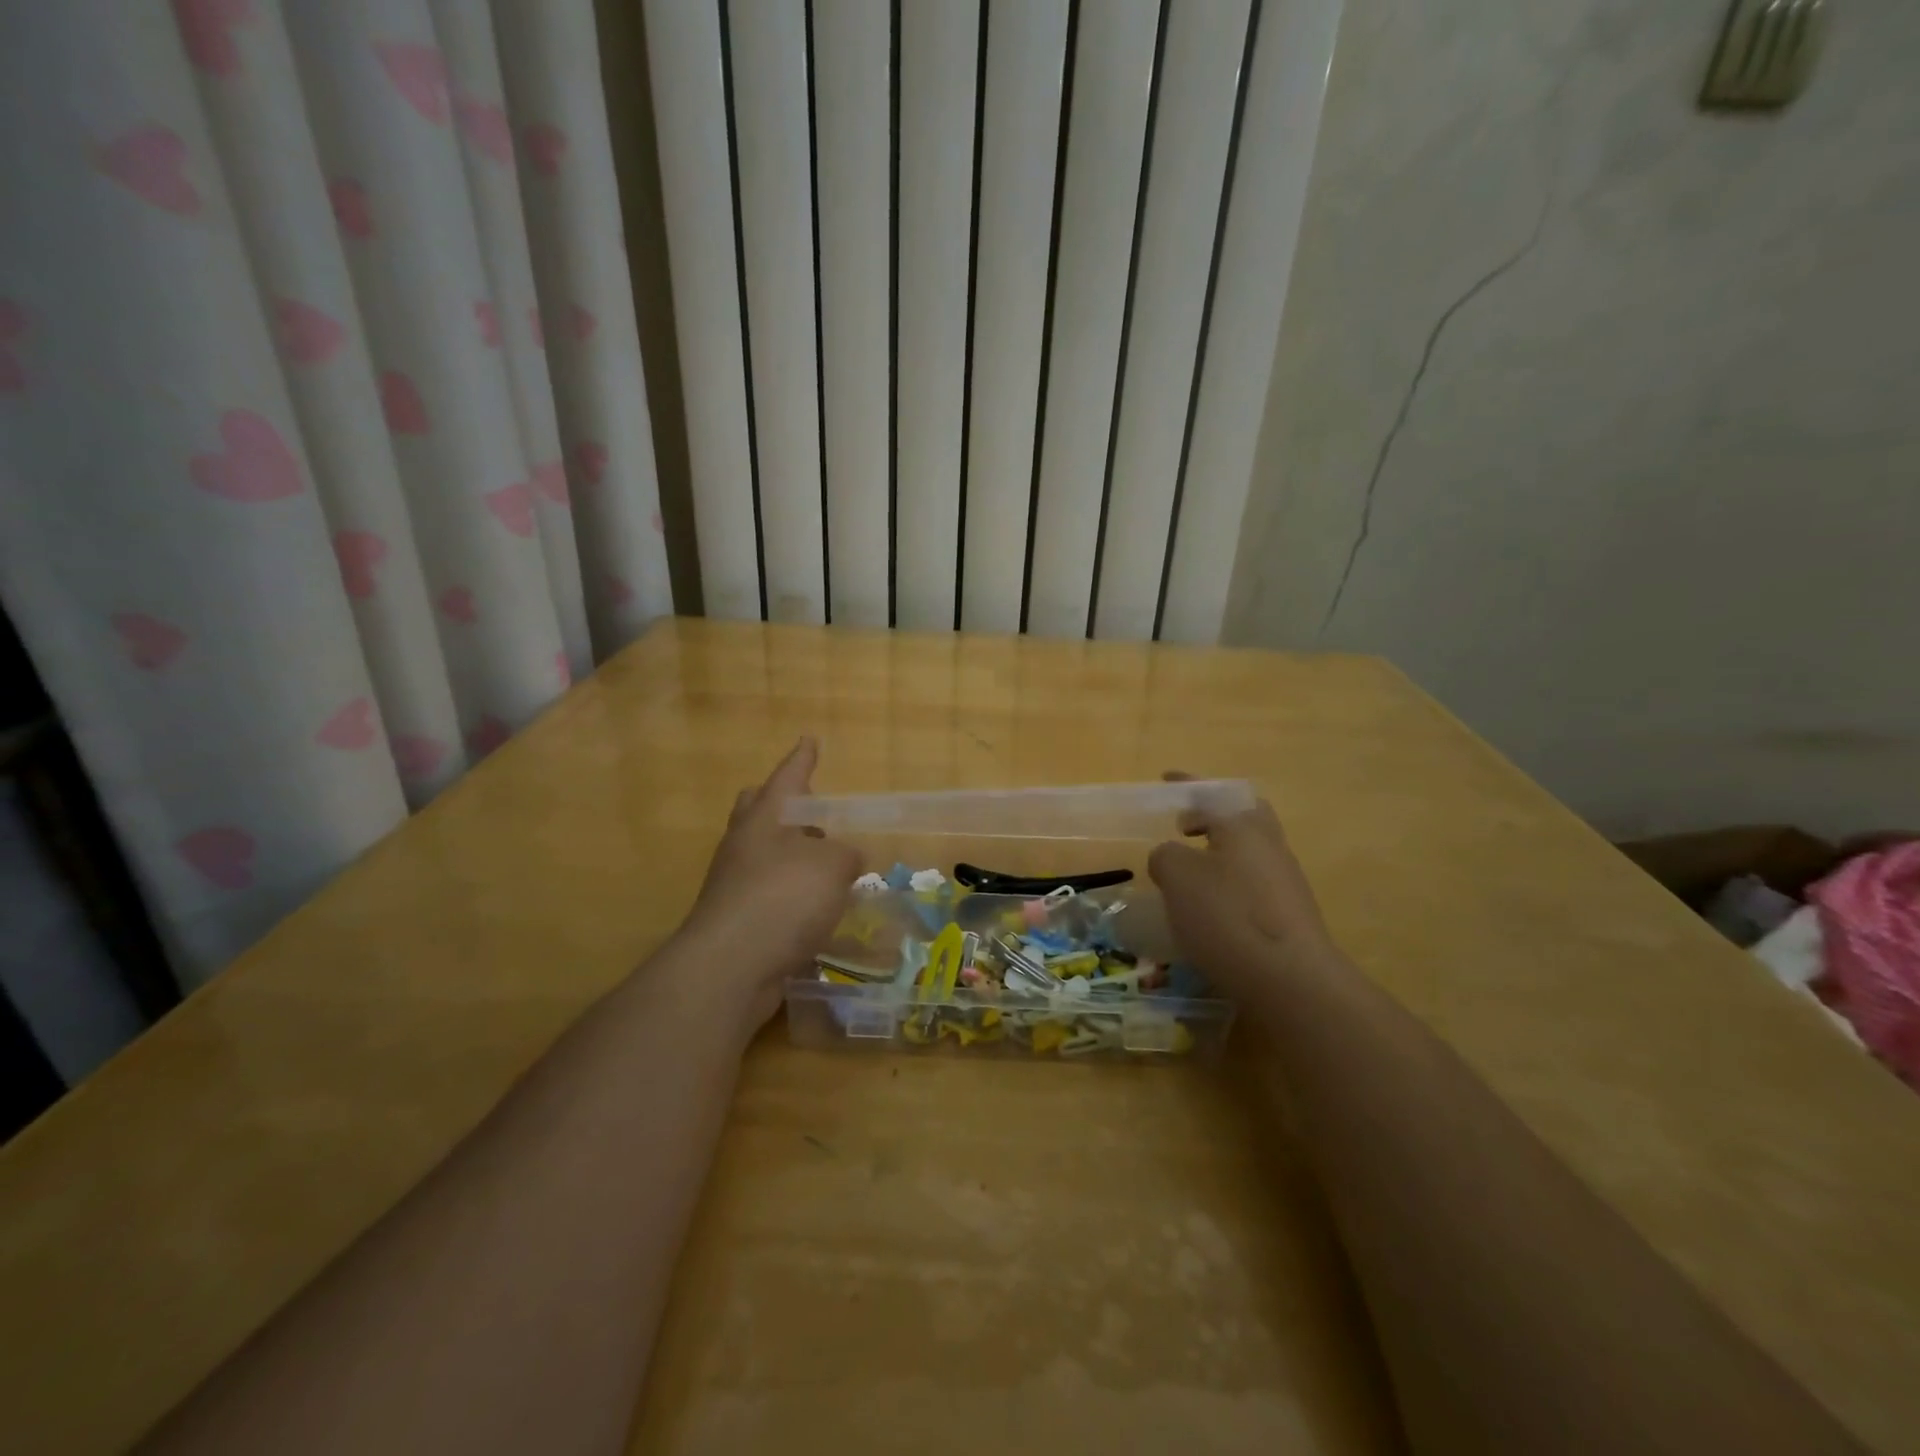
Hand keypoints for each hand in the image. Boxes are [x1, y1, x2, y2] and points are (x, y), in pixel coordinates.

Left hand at [676, 737, 862, 1023]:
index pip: (788, 777)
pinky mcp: (735, 919)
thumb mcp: (832, 867)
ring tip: (827, 864)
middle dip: (783, 805)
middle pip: (759, 810)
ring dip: (791, 853)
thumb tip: (847, 858)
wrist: (730, 967)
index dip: (802, 759)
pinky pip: (767, 892)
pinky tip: (814, 908)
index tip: (809, 740)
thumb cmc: (783, 898)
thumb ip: (846, 855)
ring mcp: (733, 882)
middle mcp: (744, 844)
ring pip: (762, 853)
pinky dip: (790, 892)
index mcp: (765, 818)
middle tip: (811, 810)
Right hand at [1147, 788, 1346, 1003]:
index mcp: (1242, 825)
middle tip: (1186, 826)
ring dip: (1219, 854)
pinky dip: (1229, 886)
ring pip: (1249, 852)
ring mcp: (1286, 881)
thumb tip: (1172, 858)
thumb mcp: (1177, 877)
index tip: (1167, 780)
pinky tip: (1210, 911)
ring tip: (1188, 874)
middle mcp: (1269, 845)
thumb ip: (1166, 856)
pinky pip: (1253, 885)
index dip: (1187, 784)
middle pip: (1244, 816)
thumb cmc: (1227, 916)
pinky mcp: (1290, 916)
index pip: (1212, 793)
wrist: (1291, 980)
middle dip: (1215, 815)